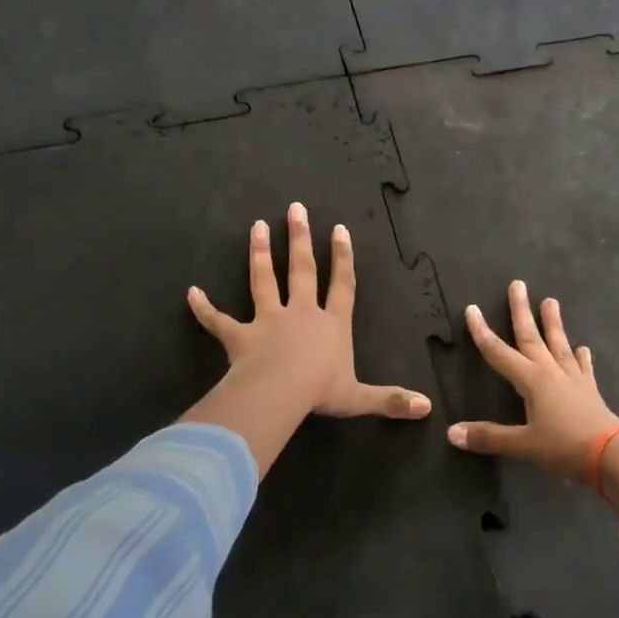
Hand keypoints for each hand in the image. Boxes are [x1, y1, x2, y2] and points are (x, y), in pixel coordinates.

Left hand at [187, 202, 432, 423]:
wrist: (280, 395)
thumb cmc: (321, 391)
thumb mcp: (360, 398)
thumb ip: (391, 400)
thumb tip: (427, 408)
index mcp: (331, 324)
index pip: (341, 285)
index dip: (343, 258)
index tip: (339, 229)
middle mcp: (301, 313)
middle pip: (301, 270)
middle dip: (299, 239)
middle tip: (295, 209)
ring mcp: (268, 321)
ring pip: (263, 281)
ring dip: (258, 254)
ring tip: (255, 227)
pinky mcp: (240, 337)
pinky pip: (219, 321)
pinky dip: (205, 308)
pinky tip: (191, 292)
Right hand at [448, 280, 618, 481]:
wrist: (613, 455)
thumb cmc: (564, 447)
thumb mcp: (523, 445)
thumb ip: (488, 437)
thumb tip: (451, 432)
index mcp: (531, 381)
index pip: (499, 352)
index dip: (482, 332)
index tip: (472, 308)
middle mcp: (551, 372)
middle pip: (531, 337)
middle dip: (521, 311)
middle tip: (518, 284)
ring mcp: (573, 379)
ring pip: (558, 345)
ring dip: (553, 323)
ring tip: (551, 301)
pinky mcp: (590, 391)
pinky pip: (582, 368)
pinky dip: (581, 357)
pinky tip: (582, 348)